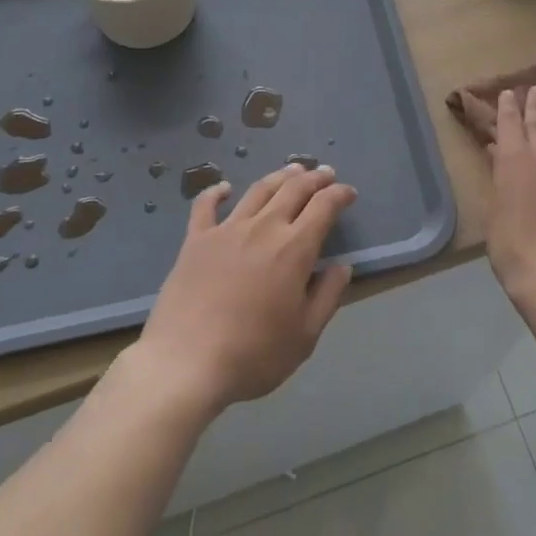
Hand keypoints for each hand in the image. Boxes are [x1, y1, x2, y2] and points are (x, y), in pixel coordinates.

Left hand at [133, 164, 355, 412]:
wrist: (187, 364)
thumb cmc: (254, 355)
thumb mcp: (305, 335)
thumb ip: (328, 296)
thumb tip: (342, 266)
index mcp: (294, 248)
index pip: (324, 207)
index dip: (339, 194)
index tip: (349, 192)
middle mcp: (263, 228)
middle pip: (293, 190)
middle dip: (314, 178)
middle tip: (325, 173)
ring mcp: (226, 230)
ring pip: (258, 191)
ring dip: (279, 177)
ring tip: (291, 170)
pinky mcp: (196, 240)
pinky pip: (206, 206)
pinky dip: (217, 191)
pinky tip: (225, 187)